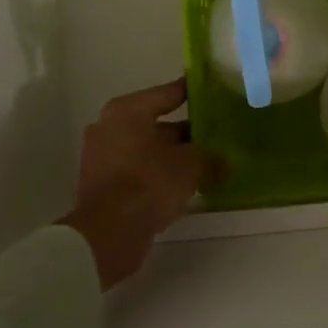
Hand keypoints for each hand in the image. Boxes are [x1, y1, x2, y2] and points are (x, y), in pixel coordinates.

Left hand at [64, 78, 206, 289]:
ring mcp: (102, 155)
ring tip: (206, 162)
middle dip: (186, 131)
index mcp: (128, 110)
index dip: (194, 93)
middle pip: (157, 123)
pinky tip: (185, 184)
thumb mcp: (191, 165)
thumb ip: (211, 157)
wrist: (108, 234)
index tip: (216, 93)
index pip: (169, 93)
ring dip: (173, 155)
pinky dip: (158, 173)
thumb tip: (225, 162)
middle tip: (217, 135)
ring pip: (148, 148)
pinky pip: (138, 169)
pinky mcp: (102, 183)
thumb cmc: (149, 184)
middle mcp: (110, 126)